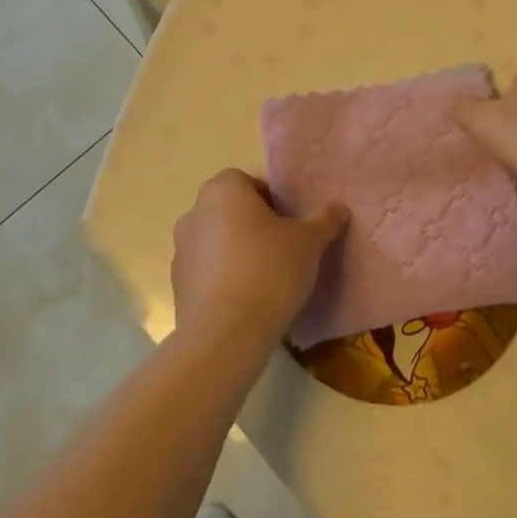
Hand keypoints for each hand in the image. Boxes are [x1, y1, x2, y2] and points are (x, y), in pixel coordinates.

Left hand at [171, 170, 348, 349]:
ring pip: (218, 242)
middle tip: (283, 250)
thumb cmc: (269, 270)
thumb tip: (339, 208)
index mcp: (222, 190)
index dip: (272, 201)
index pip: (248, 182)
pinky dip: (224, 279)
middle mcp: (194, 212)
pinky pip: (207, 272)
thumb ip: (325, 220)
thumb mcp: (309, 241)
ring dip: (237, 253)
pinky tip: (246, 301)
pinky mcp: (177, 286)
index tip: (290, 225)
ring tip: (266, 279)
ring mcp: (180, 250)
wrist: (225, 335)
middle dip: (254, 226)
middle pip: (231, 211)